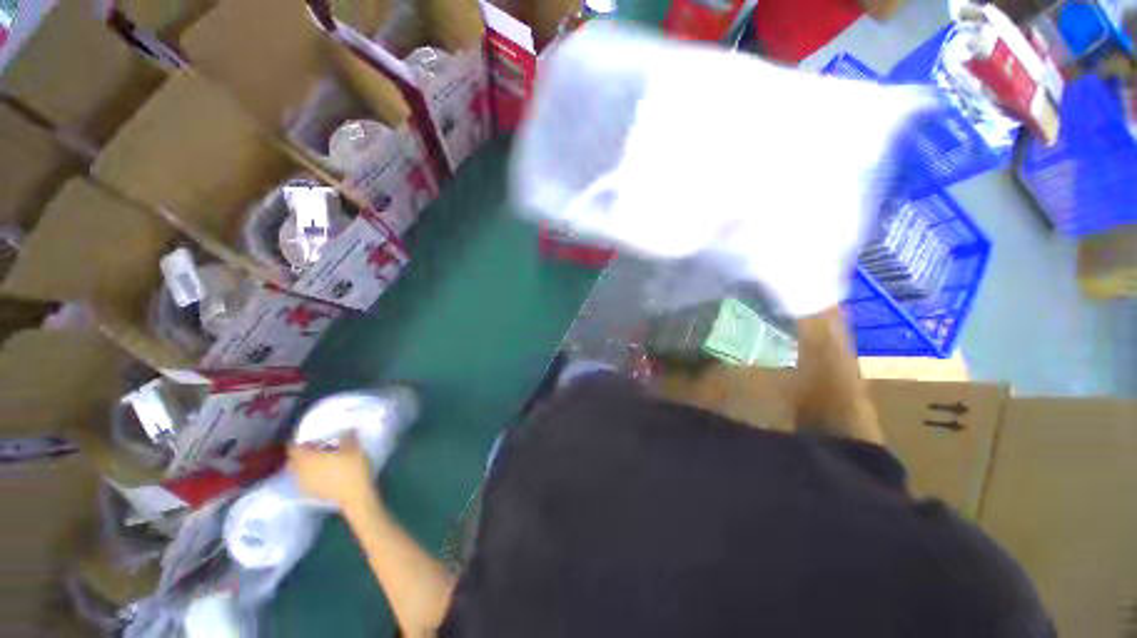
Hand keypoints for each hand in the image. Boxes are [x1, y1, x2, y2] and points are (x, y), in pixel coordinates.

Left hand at [288, 433, 375, 510]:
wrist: (355, 494)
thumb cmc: (352, 468)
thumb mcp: (353, 447)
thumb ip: (347, 436)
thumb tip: (347, 427)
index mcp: (308, 458)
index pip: (293, 448)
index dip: (299, 442)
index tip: (309, 438)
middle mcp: (301, 471)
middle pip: (292, 461)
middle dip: (299, 454)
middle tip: (313, 449)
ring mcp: (304, 484)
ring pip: (296, 472)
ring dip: (302, 466)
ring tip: (316, 461)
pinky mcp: (310, 493)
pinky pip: (303, 481)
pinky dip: (307, 476)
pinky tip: (319, 473)